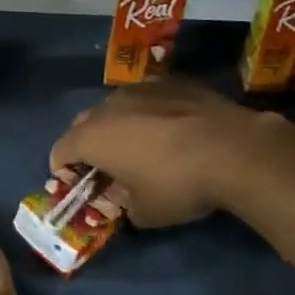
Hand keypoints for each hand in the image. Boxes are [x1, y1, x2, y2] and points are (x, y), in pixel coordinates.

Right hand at [50, 78, 280, 227]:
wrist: (235, 150)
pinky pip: (148, 97)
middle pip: (83, 124)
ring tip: (141, 144)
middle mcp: (109, 106)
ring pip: (116, 106)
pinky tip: (172, 128)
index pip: (60, 150)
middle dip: (87, 144)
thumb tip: (127, 201)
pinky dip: (150, 112)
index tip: (77, 184)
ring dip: (119, 125)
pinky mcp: (172, 81)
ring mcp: (141, 88)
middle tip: (106, 166)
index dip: (63, 169)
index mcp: (92, 138)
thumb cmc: (179, 185)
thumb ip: (124, 206)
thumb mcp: (146, 213)